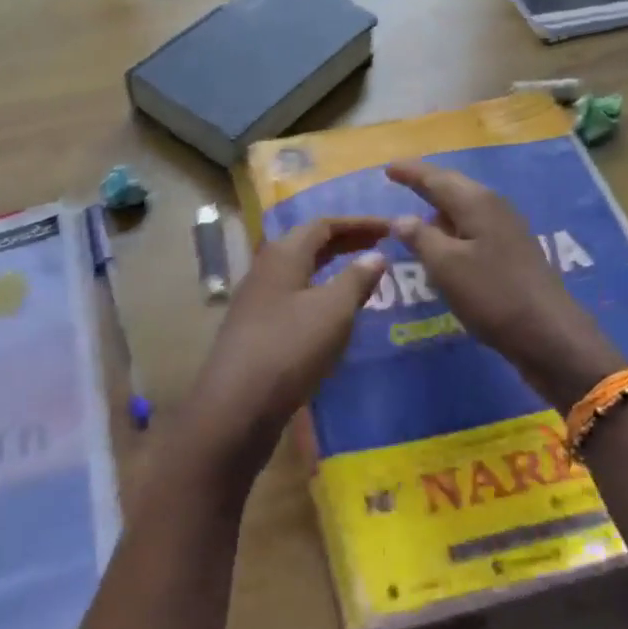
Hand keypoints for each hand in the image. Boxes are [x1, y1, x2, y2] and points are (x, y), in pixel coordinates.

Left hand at [183, 216, 389, 484]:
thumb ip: (356, 279)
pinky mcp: (256, 329)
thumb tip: (376, 255)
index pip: (323, 225)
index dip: (358, 223)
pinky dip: (319, 294)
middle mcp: (266, 269)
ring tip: (362, 277)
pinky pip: (294, 298)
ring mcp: (257, 300)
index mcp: (283, 254)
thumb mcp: (333, 311)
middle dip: (345, 242)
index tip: (390, 228)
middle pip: (308, 244)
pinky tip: (334, 315)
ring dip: (331, 269)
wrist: (237, 405)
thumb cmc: (290, 348)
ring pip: (300, 272)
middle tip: (380, 246)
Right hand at [386, 161, 622, 409]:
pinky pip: (475, 228)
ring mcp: (508, 229)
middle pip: (454, 187)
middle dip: (427, 183)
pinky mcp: (514, 252)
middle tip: (401, 181)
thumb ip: (420, 237)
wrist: (550, 333)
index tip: (388, 168)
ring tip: (417, 214)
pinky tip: (446, 245)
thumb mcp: (445, 266)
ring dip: (441, 208)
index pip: (435, 179)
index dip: (410, 173)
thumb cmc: (492, 295)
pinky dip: (455, 229)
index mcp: (476, 203)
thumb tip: (400, 218)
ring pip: (466, 208)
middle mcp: (494, 206)